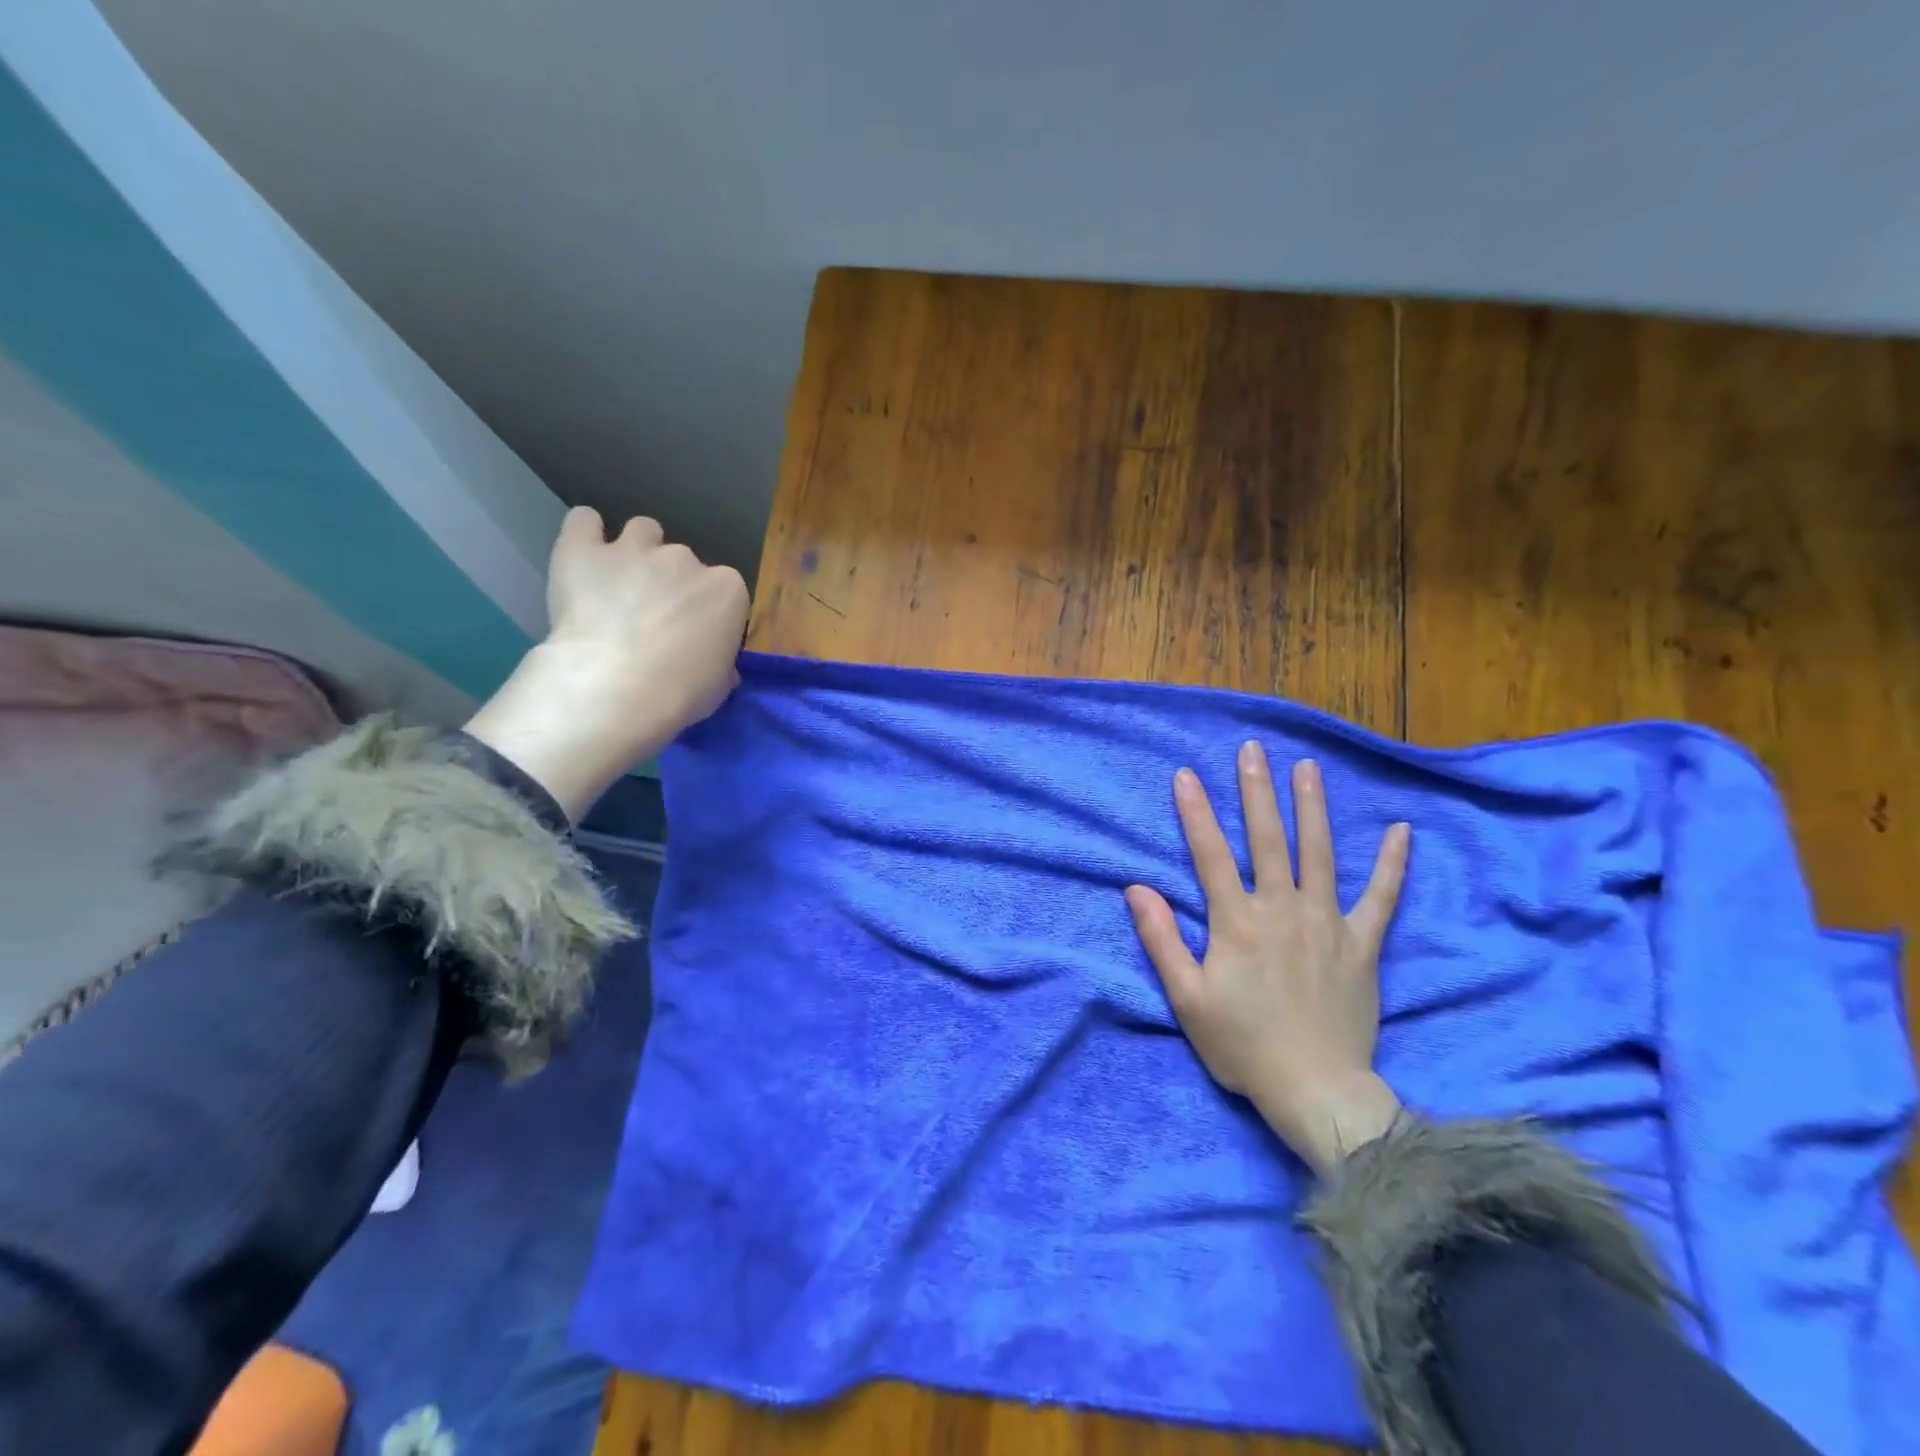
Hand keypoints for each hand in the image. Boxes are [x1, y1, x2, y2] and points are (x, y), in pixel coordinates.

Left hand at [465, 508, 748, 819]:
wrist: (615, 690)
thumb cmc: (680, 695)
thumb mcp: (719, 685)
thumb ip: (719, 661)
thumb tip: (713, 663)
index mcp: (727, 590)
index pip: (723, 591)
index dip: (707, 612)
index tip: (694, 636)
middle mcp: (685, 559)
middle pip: (683, 561)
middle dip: (671, 584)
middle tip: (653, 619)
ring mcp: (634, 549)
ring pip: (642, 531)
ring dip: (636, 552)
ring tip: (620, 584)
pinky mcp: (583, 551)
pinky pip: (583, 522)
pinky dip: (585, 534)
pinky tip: (585, 555)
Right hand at [1125, 743, 1410, 1176]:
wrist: (1317, 1092)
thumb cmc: (1244, 1046)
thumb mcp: (1188, 999)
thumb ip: (1161, 941)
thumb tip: (1136, 888)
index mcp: (1238, 924)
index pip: (1211, 855)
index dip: (1196, 813)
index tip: (1186, 775)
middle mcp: (1283, 911)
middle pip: (1268, 840)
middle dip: (1257, 791)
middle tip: (1253, 750)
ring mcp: (1327, 924)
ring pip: (1319, 854)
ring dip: (1312, 808)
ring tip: (1307, 768)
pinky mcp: (1362, 945)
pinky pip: (1381, 898)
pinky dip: (1392, 865)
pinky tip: (1402, 831)